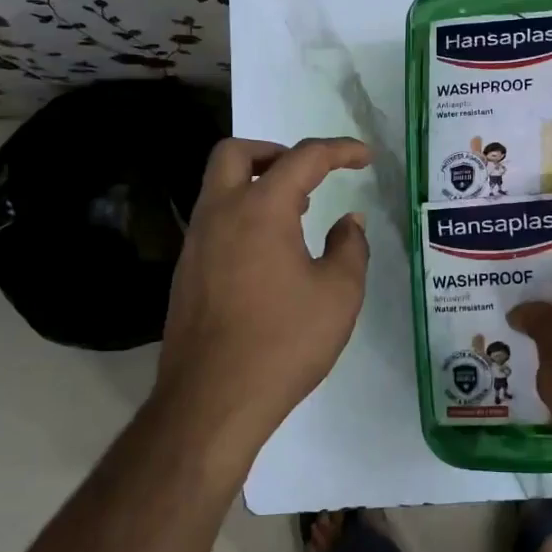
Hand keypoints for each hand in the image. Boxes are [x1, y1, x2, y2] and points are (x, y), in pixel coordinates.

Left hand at [154, 136, 370, 458]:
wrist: (212, 400)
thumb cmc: (284, 342)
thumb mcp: (338, 294)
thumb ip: (350, 247)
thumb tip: (348, 221)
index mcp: (260, 209)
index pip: (303, 158)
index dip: (340, 150)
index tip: (365, 157)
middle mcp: (220, 213)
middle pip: (236, 153)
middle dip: (276, 152)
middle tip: (308, 177)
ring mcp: (196, 242)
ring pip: (219, 186)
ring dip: (256, 184)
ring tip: (296, 215)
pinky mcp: (187, 271)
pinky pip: (214, 220)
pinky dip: (243, 215)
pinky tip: (270, 254)